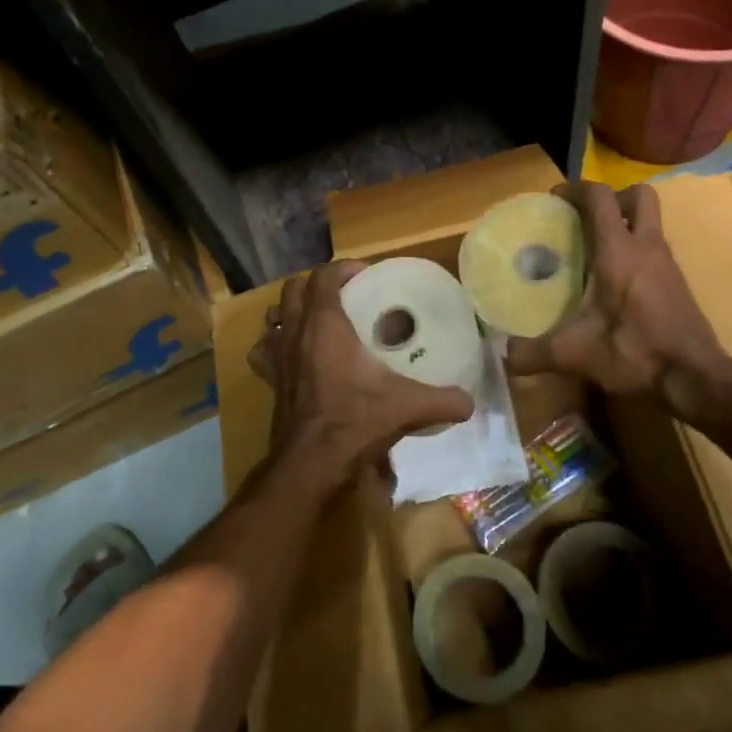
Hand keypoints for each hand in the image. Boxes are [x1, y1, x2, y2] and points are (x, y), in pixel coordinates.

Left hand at [250, 260, 475, 499]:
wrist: (311, 463)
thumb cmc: (355, 422)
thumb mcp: (407, 407)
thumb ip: (443, 400)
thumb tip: (469, 402)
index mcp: (324, 324)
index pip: (324, 276)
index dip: (343, 268)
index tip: (365, 275)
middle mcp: (295, 332)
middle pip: (294, 288)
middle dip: (317, 284)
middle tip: (344, 295)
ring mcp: (277, 356)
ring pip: (273, 315)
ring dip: (291, 310)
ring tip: (315, 319)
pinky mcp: (269, 380)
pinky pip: (263, 350)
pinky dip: (273, 344)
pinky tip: (290, 354)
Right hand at [508, 182, 731, 421]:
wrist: (695, 379)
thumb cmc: (635, 354)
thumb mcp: (576, 355)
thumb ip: (534, 353)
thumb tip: (505, 355)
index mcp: (619, 252)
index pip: (600, 198)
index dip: (576, 189)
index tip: (554, 199)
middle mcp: (647, 248)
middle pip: (638, 196)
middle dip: (612, 198)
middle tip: (586, 218)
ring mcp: (667, 264)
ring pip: (650, 222)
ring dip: (625, 223)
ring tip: (594, 250)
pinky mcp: (677, 283)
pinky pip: (654, 248)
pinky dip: (635, 250)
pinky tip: (615, 282)